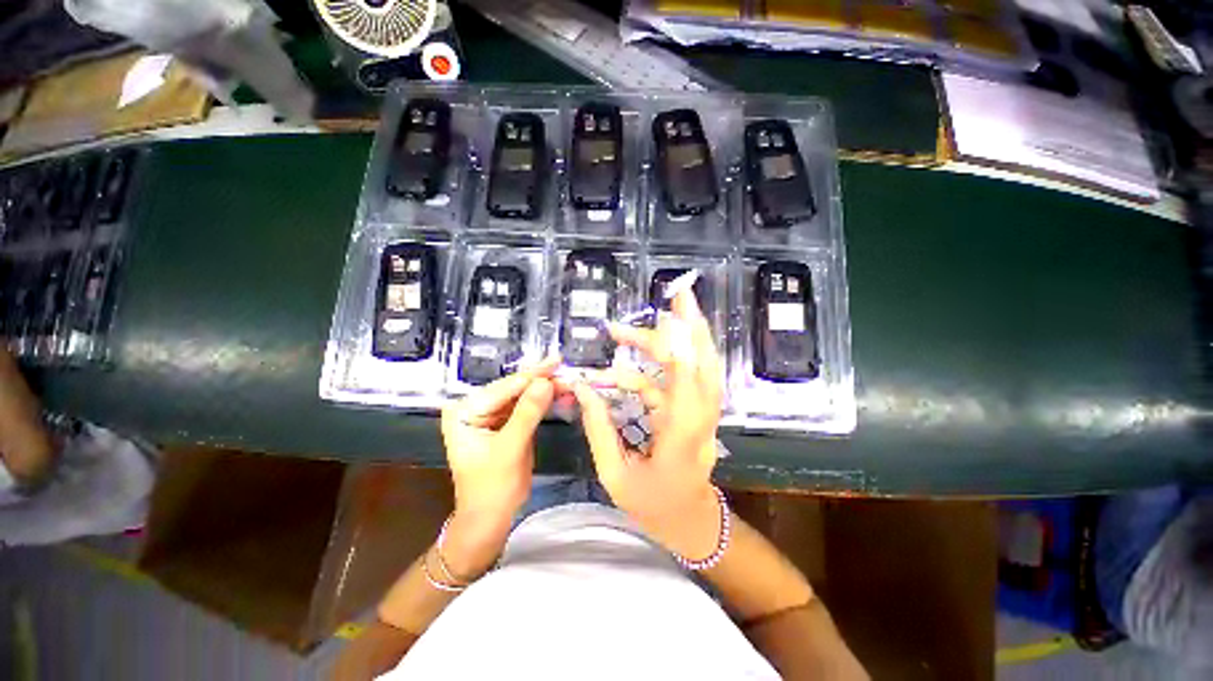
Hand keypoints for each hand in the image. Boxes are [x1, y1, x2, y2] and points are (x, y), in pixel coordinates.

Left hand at [441, 356, 558, 522]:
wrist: (491, 519)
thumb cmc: (492, 488)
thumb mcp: (510, 449)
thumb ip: (527, 413)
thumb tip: (546, 382)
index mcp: (465, 411)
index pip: (504, 388)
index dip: (533, 375)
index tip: (557, 361)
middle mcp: (475, 407)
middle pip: (514, 388)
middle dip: (541, 381)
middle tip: (566, 371)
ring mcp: (490, 414)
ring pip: (523, 395)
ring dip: (546, 389)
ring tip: (568, 381)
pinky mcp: (505, 423)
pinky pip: (526, 407)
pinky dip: (544, 402)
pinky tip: (560, 394)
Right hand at [571, 288, 723, 559]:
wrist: (690, 521)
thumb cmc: (653, 505)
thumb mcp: (616, 475)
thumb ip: (599, 429)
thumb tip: (583, 388)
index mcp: (682, 440)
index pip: (687, 387)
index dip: (679, 350)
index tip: (667, 320)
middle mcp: (699, 420)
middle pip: (702, 365)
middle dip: (691, 328)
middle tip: (676, 296)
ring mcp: (700, 413)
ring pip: (694, 366)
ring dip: (668, 340)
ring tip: (623, 330)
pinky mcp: (692, 410)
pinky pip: (675, 379)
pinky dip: (649, 368)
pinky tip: (617, 370)